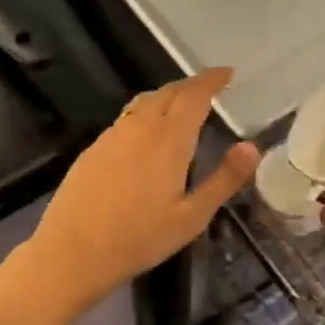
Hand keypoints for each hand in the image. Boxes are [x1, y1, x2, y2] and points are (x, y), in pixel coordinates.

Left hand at [28, 68, 260, 304]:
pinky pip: (127, 118)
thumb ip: (224, 179)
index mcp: (169, 138)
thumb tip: (251, 147)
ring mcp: (113, 135)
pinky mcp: (94, 148)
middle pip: (169, 92)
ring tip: (181, 107)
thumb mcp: (192, 216)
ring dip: (167, 96)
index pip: (195, 94)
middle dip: (192, 86)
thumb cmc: (139, 237)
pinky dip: (146, 113)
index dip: (212, 79)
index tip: (228, 73)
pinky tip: (146, 135)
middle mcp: (140, 126)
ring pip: (145, 102)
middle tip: (210, 89)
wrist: (72, 252)